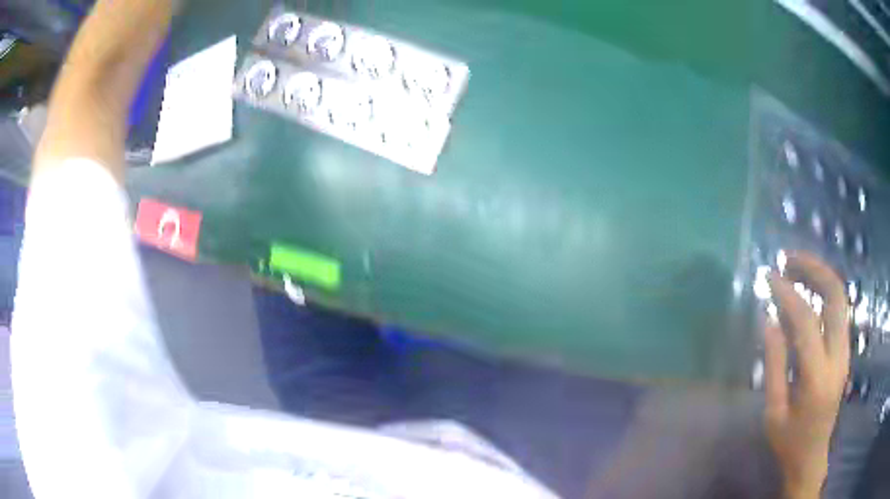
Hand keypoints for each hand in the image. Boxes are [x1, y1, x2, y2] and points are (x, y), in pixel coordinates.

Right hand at [764, 252, 850, 498]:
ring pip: (841, 297)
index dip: (787, 293)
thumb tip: (769, 319)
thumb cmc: (789, 441)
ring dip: (820, 276)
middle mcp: (838, 356)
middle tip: (789, 260)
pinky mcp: (845, 350)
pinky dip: (824, 293)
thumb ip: (774, 364)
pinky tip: (808, 293)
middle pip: (836, 295)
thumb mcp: (773, 411)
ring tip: (797, 269)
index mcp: (817, 377)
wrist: (812, 457)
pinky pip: (839, 310)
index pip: (806, 320)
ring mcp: (845, 351)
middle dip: (814, 268)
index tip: (769, 276)